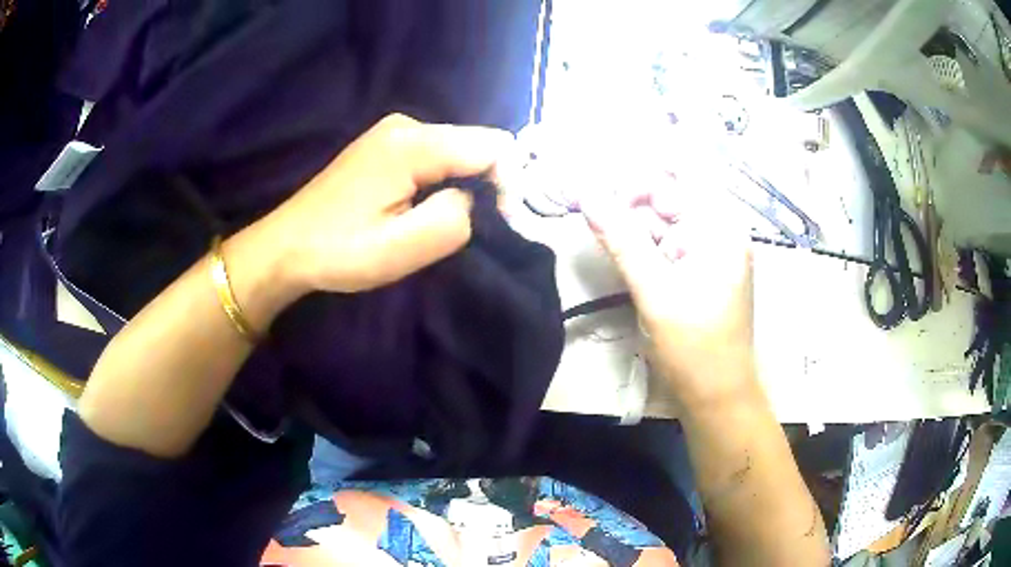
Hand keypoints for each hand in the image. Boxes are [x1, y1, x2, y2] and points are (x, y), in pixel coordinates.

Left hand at [261, 113, 512, 294]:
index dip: (508, 183)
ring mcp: (394, 131)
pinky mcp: (386, 144)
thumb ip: (454, 218)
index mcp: (413, 143)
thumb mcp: (401, 248)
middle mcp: (407, 124)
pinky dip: (441, 180)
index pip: (494, 147)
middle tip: (463, 227)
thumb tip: (472, 198)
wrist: (286, 246)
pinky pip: (436, 155)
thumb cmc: (339, 250)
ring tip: (435, 220)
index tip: (497, 222)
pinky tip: (418, 206)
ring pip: (458, 150)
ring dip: (461, 185)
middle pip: (476, 144)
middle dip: (485, 184)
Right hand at [581, 181, 756, 411]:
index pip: (682, 173)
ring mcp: (710, 252)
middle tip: (593, 208)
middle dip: (632, 197)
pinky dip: (644, 243)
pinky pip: (669, 243)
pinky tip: (620, 248)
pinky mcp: (699, 271)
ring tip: (600, 226)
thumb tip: (587, 195)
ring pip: (667, 219)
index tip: (602, 186)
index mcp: (720, 228)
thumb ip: (621, 240)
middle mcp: (719, 231)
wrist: (717, 397)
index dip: (641, 172)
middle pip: (673, 194)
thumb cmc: (694, 347)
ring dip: (634, 221)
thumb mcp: (655, 291)